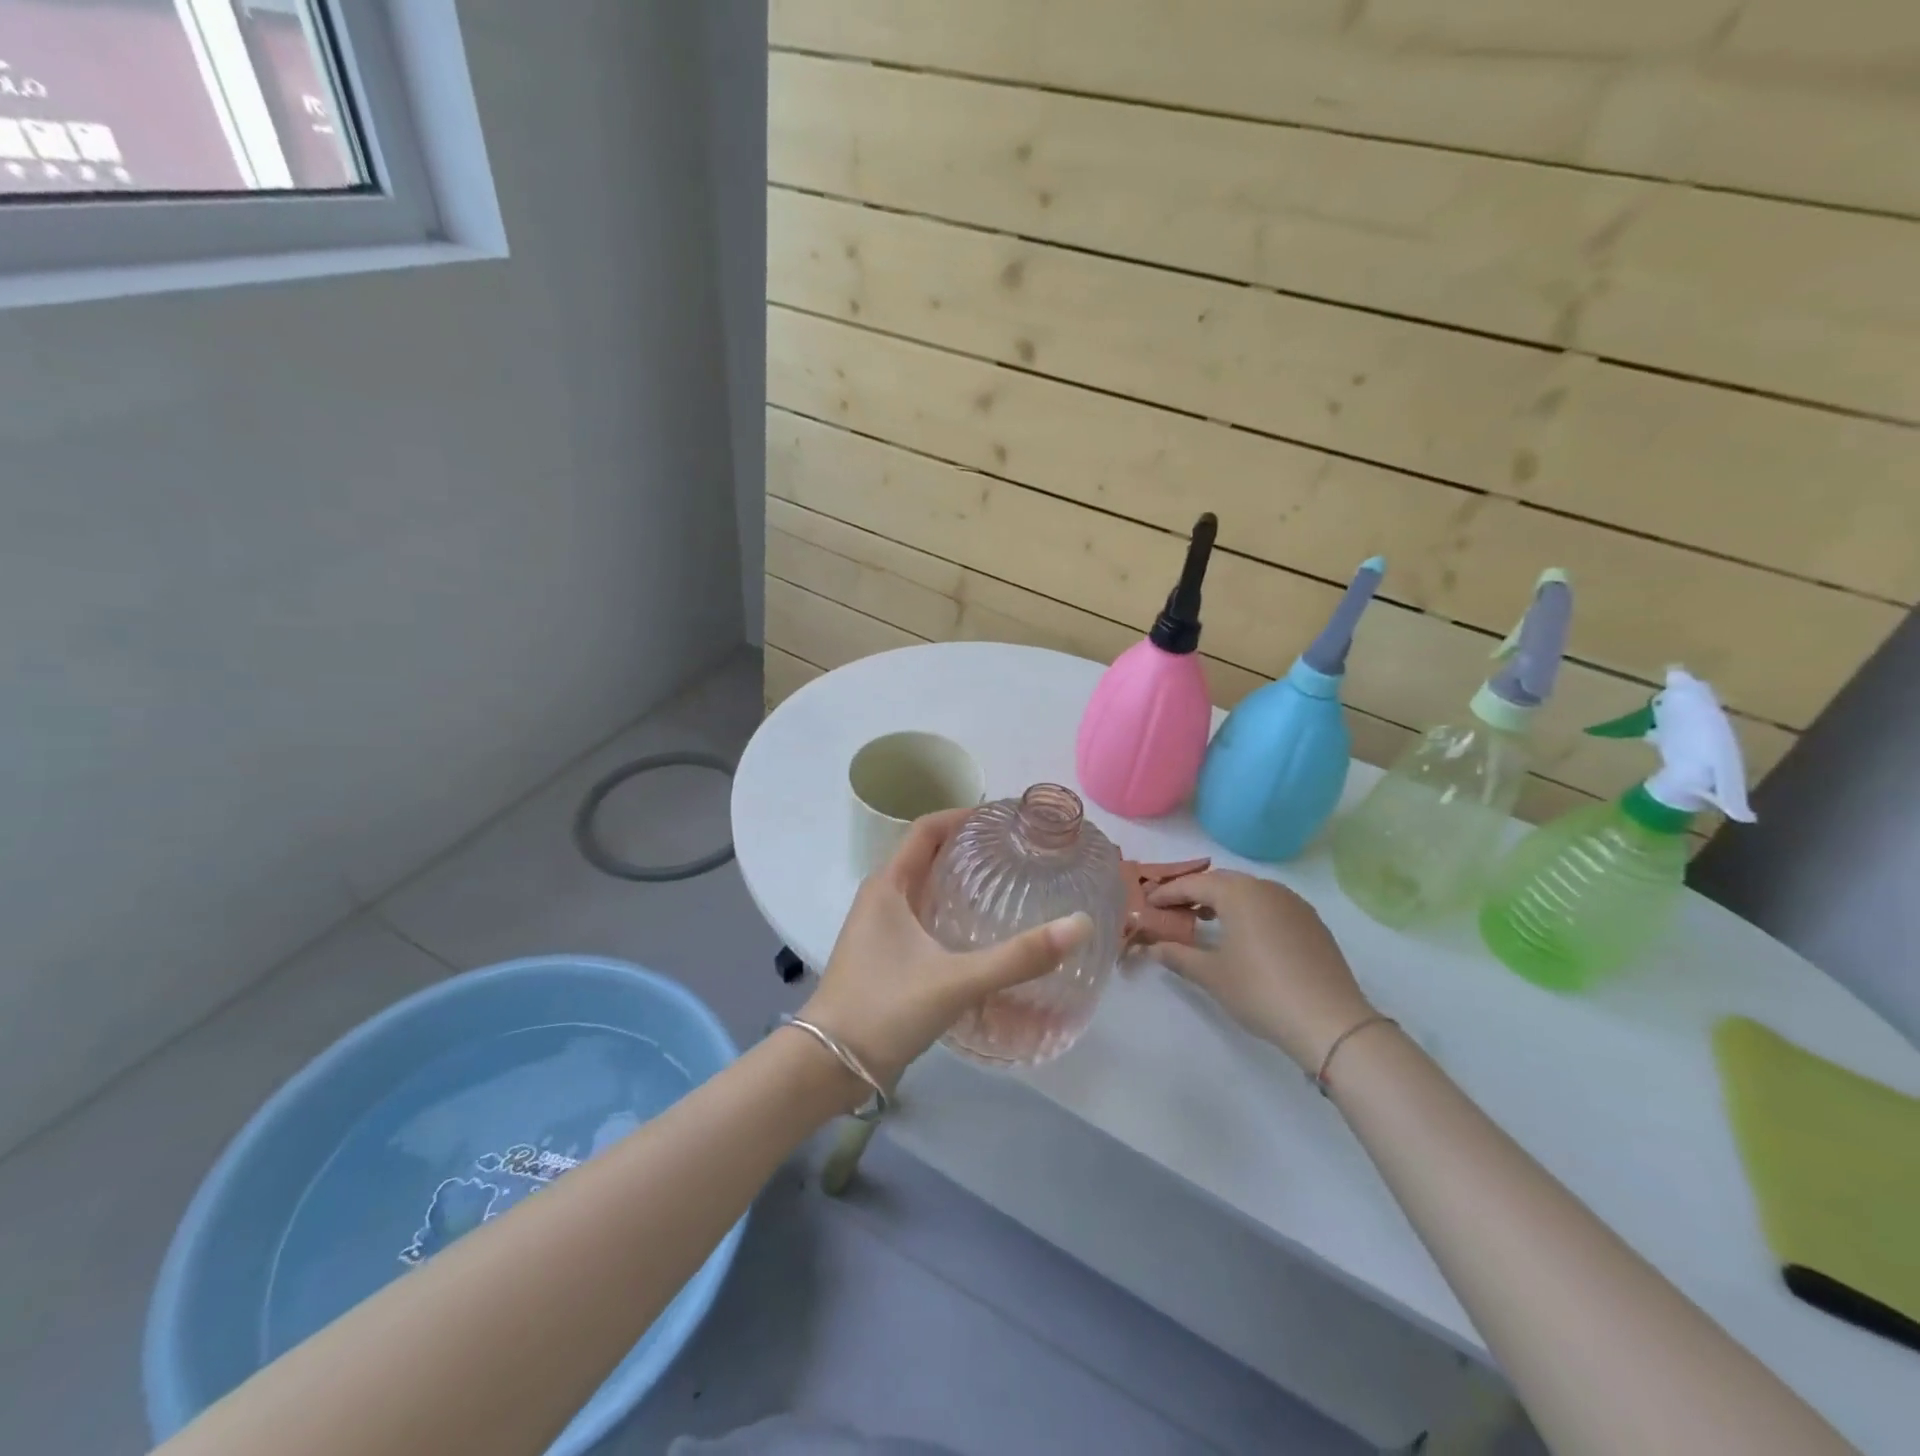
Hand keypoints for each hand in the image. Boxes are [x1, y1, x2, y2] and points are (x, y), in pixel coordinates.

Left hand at [800, 809, 1092, 1087]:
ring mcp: (878, 928)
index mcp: (888, 886)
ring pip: (923, 889)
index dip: (962, 816)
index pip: (926, 829)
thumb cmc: (885, 1009)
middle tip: (1014, 852)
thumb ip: (1018, 957)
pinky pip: (919, 917)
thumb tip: (1079, 925)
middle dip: (966, 848)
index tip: (1003, 819)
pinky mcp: (882, 956)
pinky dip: (948, 912)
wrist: (827, 1066)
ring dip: (957, 881)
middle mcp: (880, 898)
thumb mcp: (956, 981)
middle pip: (926, 855)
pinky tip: (977, 934)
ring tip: (1003, 886)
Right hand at [1148, 870, 1372, 1070]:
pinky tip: (1244, 935)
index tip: (1147, 903)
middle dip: (1194, 893)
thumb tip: (1153, 948)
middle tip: (1172, 910)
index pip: (1193, 884)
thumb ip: (1178, 956)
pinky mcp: (1312, 922)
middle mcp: (1266, 888)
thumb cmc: (1261, 991)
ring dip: (1223, 901)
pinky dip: (1249, 911)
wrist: (1331, 1021)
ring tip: (1205, 921)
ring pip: (1248, 891)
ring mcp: (1294, 903)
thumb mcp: (1212, 975)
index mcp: (1239, 893)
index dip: (1167, 893)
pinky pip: (1270, 905)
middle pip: (1222, 881)